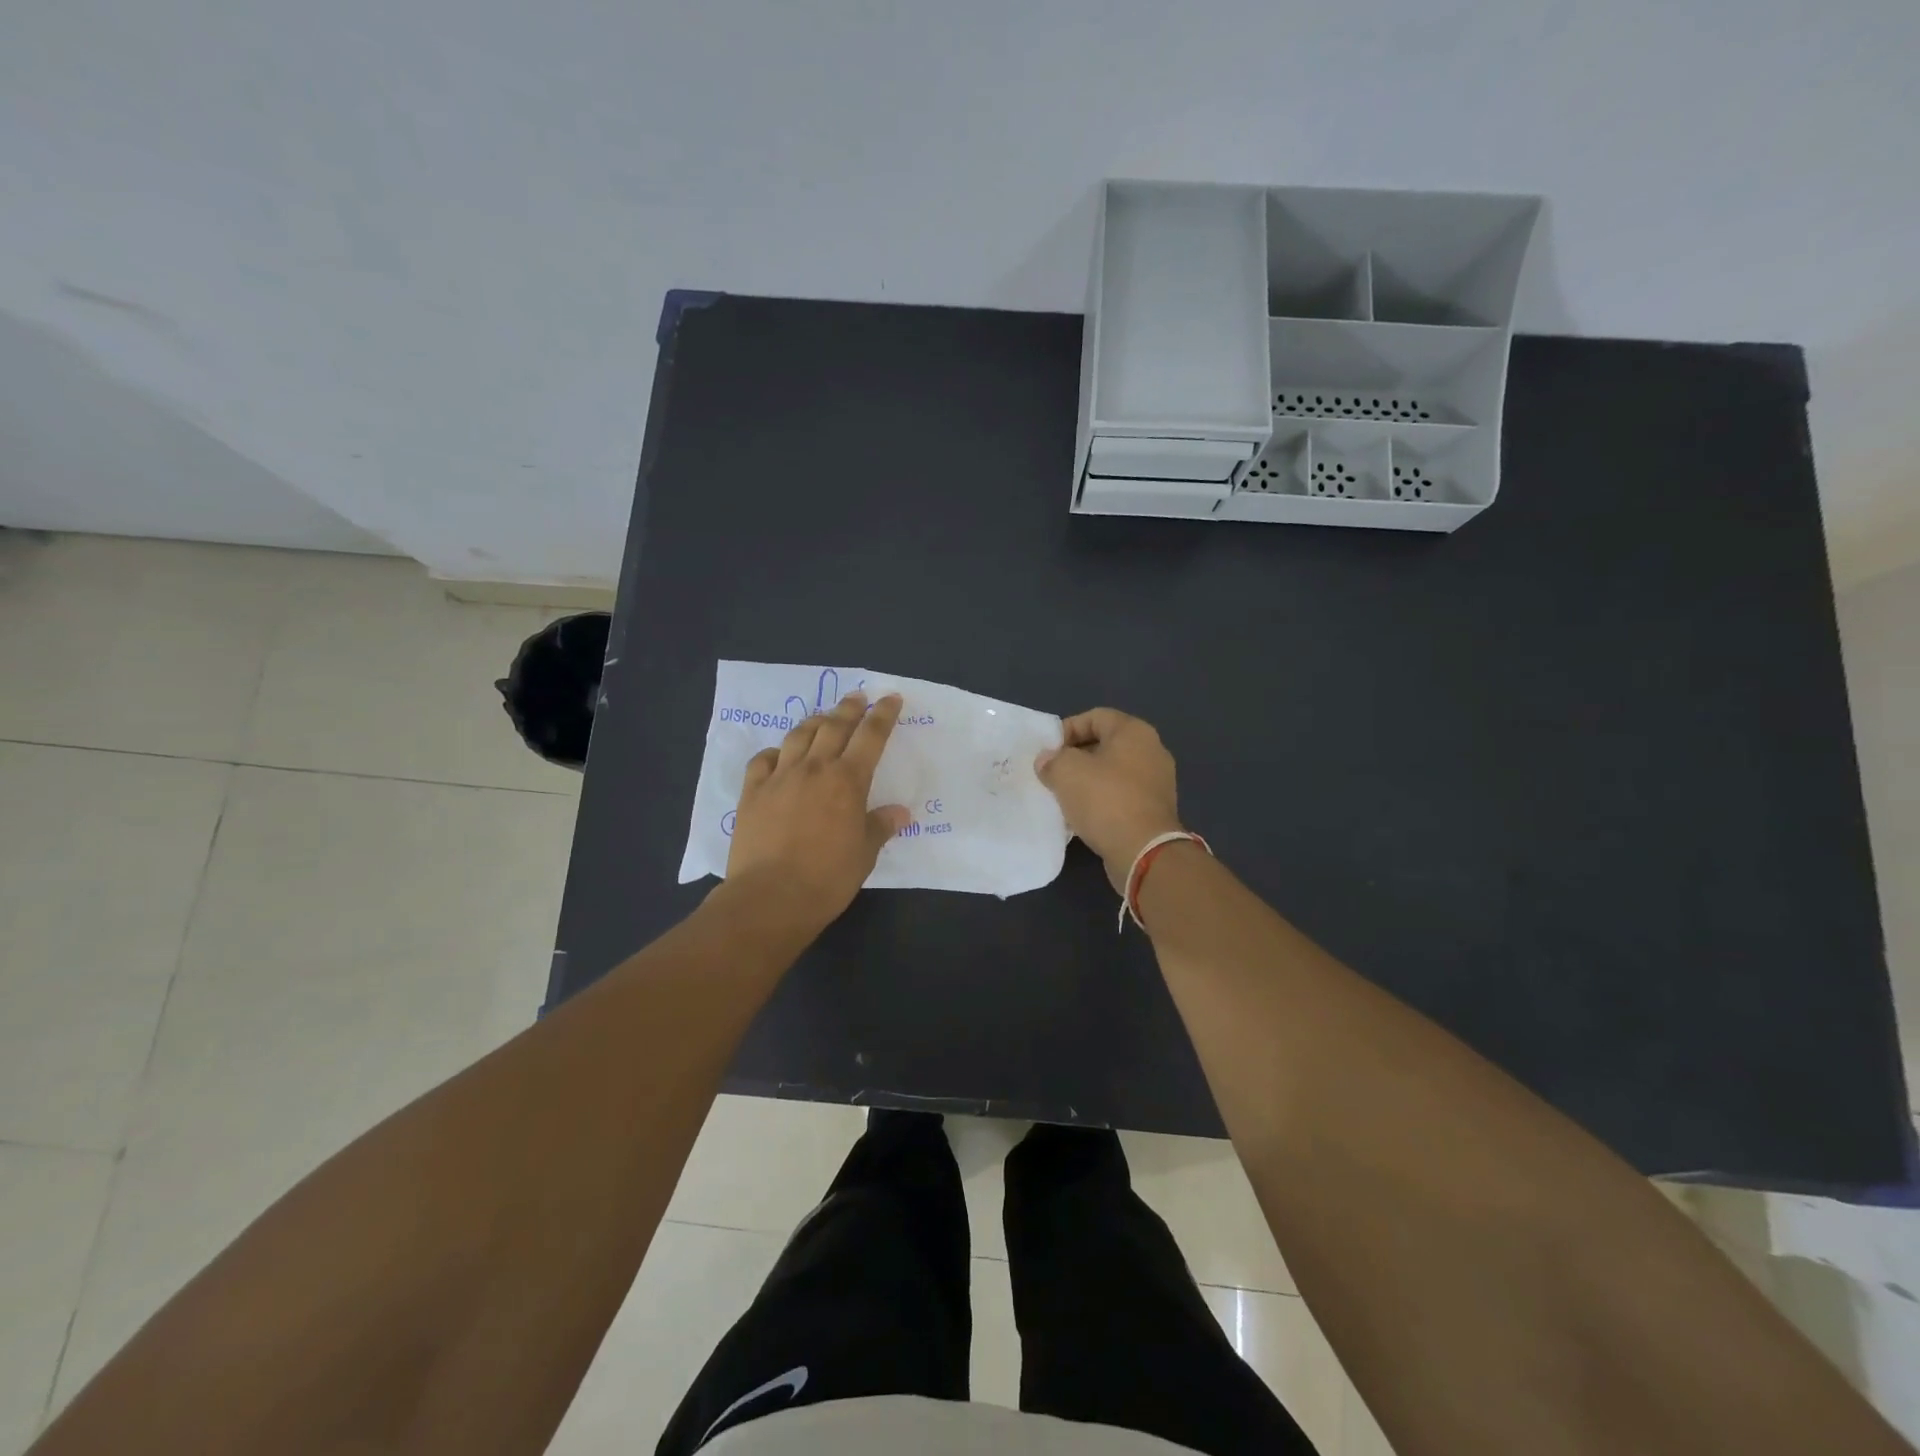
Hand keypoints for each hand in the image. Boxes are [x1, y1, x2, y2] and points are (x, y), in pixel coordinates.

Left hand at [725, 692, 911, 927]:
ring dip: (815, 721)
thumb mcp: (864, 854)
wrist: (770, 896)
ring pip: (799, 735)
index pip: (871, 736)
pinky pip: (763, 759)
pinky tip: (780, 755)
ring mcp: (779, 777)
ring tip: (824, 718)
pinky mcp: (752, 792)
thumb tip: (900, 812)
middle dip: (850, 708)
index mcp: (848, 781)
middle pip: (834, 726)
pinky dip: (776, 751)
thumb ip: (880, 826)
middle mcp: (814, 769)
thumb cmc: (827, 878)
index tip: (891, 698)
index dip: (883, 715)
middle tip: (858, 697)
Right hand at [1034, 708, 1183, 891]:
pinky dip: (1101, 801)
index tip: (1048, 751)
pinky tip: (1083, 815)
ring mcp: (1157, 781)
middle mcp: (1151, 750)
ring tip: (1064, 795)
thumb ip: (1052, 760)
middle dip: (1075, 756)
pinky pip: (1121, 795)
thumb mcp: (1066, 772)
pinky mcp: (1155, 809)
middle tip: (1052, 773)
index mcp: (1134, 732)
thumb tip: (1047, 761)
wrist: (1144, 851)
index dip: (1067, 729)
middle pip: (1105, 744)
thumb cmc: (1105, 800)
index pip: (1095, 716)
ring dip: (1087, 781)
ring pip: (1112, 772)